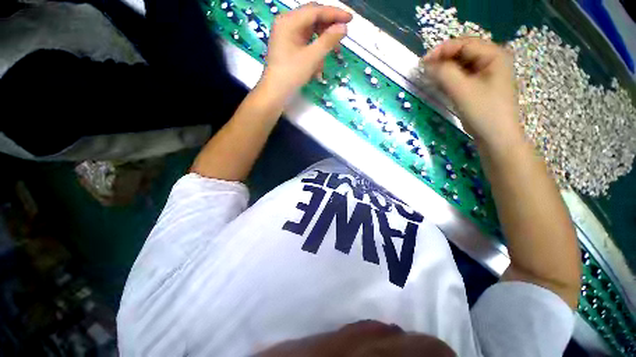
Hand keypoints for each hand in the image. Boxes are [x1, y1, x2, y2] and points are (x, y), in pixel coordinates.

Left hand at [258, 3, 351, 100]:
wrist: (275, 93)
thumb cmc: (291, 75)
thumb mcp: (311, 58)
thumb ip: (328, 41)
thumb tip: (343, 27)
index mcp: (289, 21)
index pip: (315, 11)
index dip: (334, 14)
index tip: (350, 19)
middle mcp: (286, 23)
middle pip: (312, 18)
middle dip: (328, 28)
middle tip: (341, 38)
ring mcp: (287, 35)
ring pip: (310, 31)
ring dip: (322, 42)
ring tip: (331, 54)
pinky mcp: (289, 46)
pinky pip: (306, 42)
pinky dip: (314, 51)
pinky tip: (318, 64)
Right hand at [423, 38, 523, 150]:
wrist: (496, 137)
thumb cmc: (484, 112)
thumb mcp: (462, 90)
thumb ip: (444, 73)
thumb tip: (426, 64)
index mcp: (494, 55)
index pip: (464, 44)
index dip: (442, 50)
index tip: (422, 62)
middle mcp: (491, 60)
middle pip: (462, 53)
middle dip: (442, 60)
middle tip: (425, 71)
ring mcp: (485, 74)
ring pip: (460, 65)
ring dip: (444, 70)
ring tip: (429, 78)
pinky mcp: (478, 86)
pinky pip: (461, 77)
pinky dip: (448, 79)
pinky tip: (439, 84)